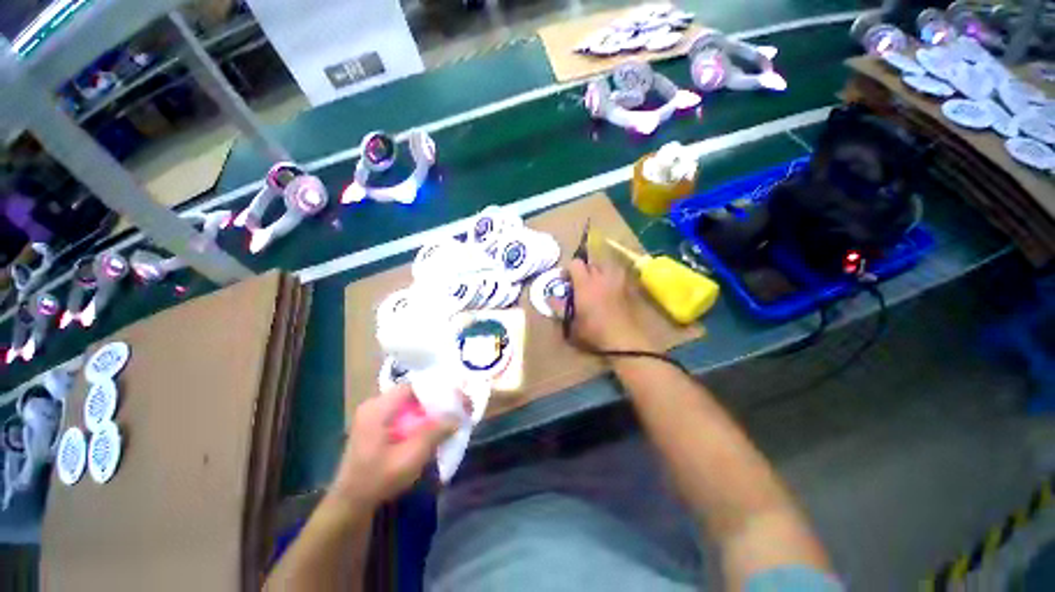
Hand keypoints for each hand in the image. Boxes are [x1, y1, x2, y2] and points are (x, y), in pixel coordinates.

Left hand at [333, 384, 456, 505]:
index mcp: (378, 408)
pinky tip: (431, 430)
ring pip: (409, 405)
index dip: (437, 390)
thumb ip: (435, 432)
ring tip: (449, 418)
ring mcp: (374, 416)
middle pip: (413, 394)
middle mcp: (374, 406)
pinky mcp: (376, 427)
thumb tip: (459, 415)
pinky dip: (419, 419)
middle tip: (457, 409)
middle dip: (436, 401)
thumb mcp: (410, 457)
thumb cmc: (378, 480)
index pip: (414, 386)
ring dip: (429, 411)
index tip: (456, 399)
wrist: (350, 505)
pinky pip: (403, 415)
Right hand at [554, 259, 653, 351]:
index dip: (569, 270)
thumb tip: (550, 298)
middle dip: (585, 272)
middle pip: (591, 264)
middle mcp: (601, 276)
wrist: (626, 340)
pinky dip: (614, 280)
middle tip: (582, 285)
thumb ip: (560, 309)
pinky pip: (620, 276)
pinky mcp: (631, 287)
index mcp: (585, 283)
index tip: (566, 281)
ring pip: (607, 267)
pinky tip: (613, 292)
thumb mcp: (571, 325)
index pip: (575, 263)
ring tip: (599, 286)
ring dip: (601, 273)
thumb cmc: (595, 333)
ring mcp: (619, 280)